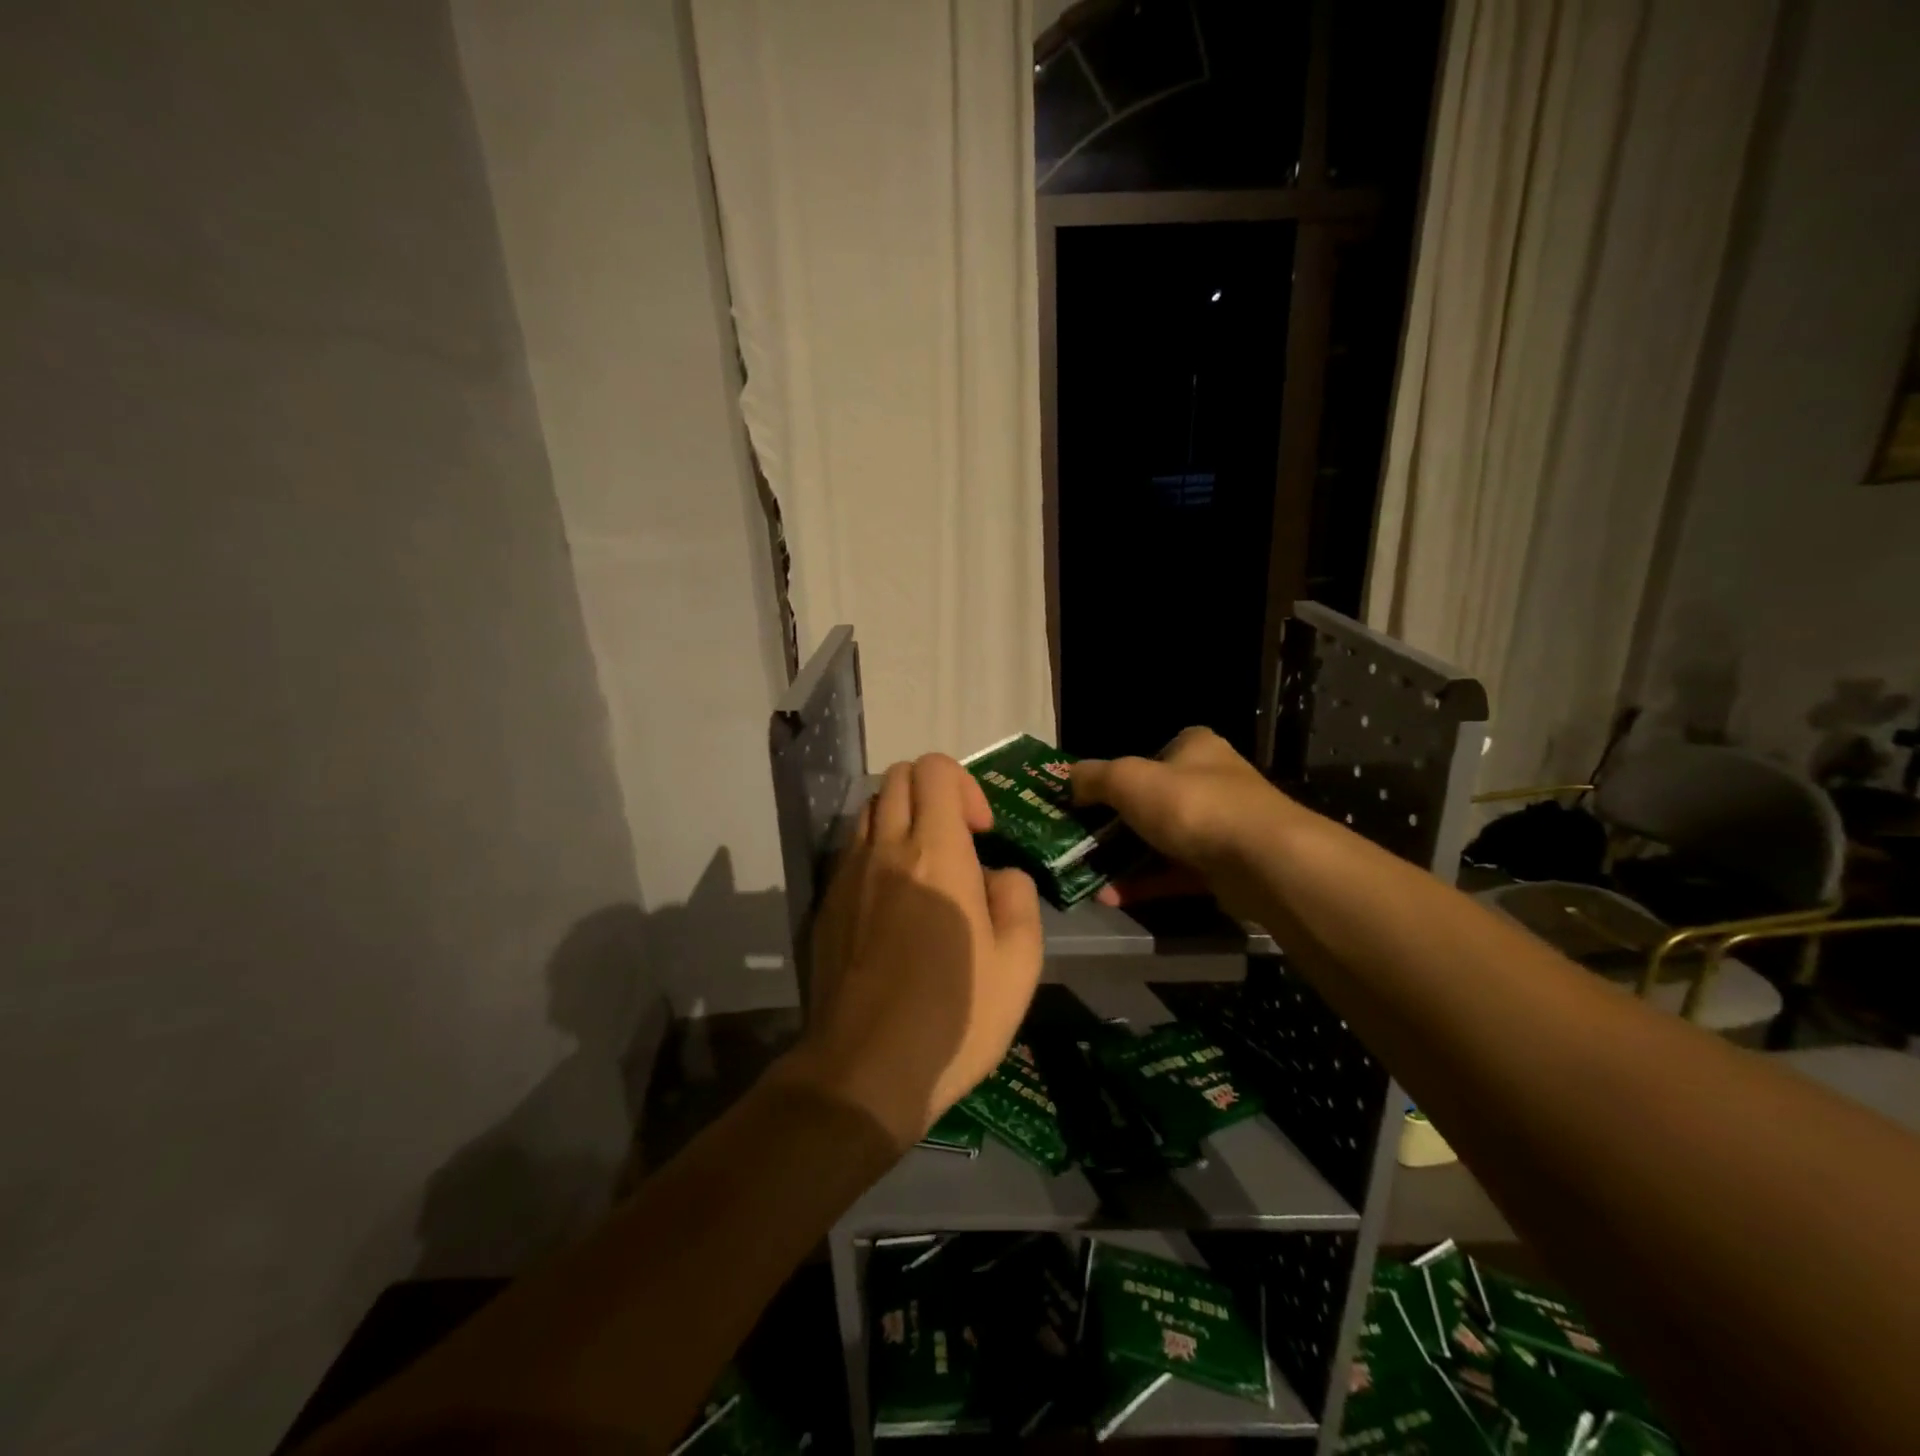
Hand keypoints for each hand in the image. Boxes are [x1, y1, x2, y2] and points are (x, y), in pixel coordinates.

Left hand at [782, 754, 1044, 1149]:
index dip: (965, 786)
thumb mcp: (1019, 964)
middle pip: (898, 777)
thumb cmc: (955, 1018)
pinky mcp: (825, 903)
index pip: (935, 769)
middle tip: (957, 841)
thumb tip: (996, 877)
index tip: (981, 834)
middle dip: (934, 792)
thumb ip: (1017, 899)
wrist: (865, 1070)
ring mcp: (847, 875)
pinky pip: (851, 849)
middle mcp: (884, 849)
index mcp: (935, 853)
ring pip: (869, 808)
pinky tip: (893, 901)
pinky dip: (876, 850)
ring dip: (901, 818)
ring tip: (925, 867)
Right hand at [1070, 726, 1303, 920]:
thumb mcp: (1128, 780)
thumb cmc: (1191, 805)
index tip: (1089, 799)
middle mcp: (1212, 782)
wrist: (1262, 861)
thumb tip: (1069, 780)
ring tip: (1088, 873)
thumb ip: (1094, 777)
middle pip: (1154, 801)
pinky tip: (1110, 897)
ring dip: (1125, 858)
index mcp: (1195, 749)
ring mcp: (1221, 828)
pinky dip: (1145, 883)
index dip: (1118, 775)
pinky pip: (1175, 874)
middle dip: (1116, 824)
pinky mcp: (1225, 869)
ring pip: (1163, 841)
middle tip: (1081, 840)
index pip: (1152, 754)